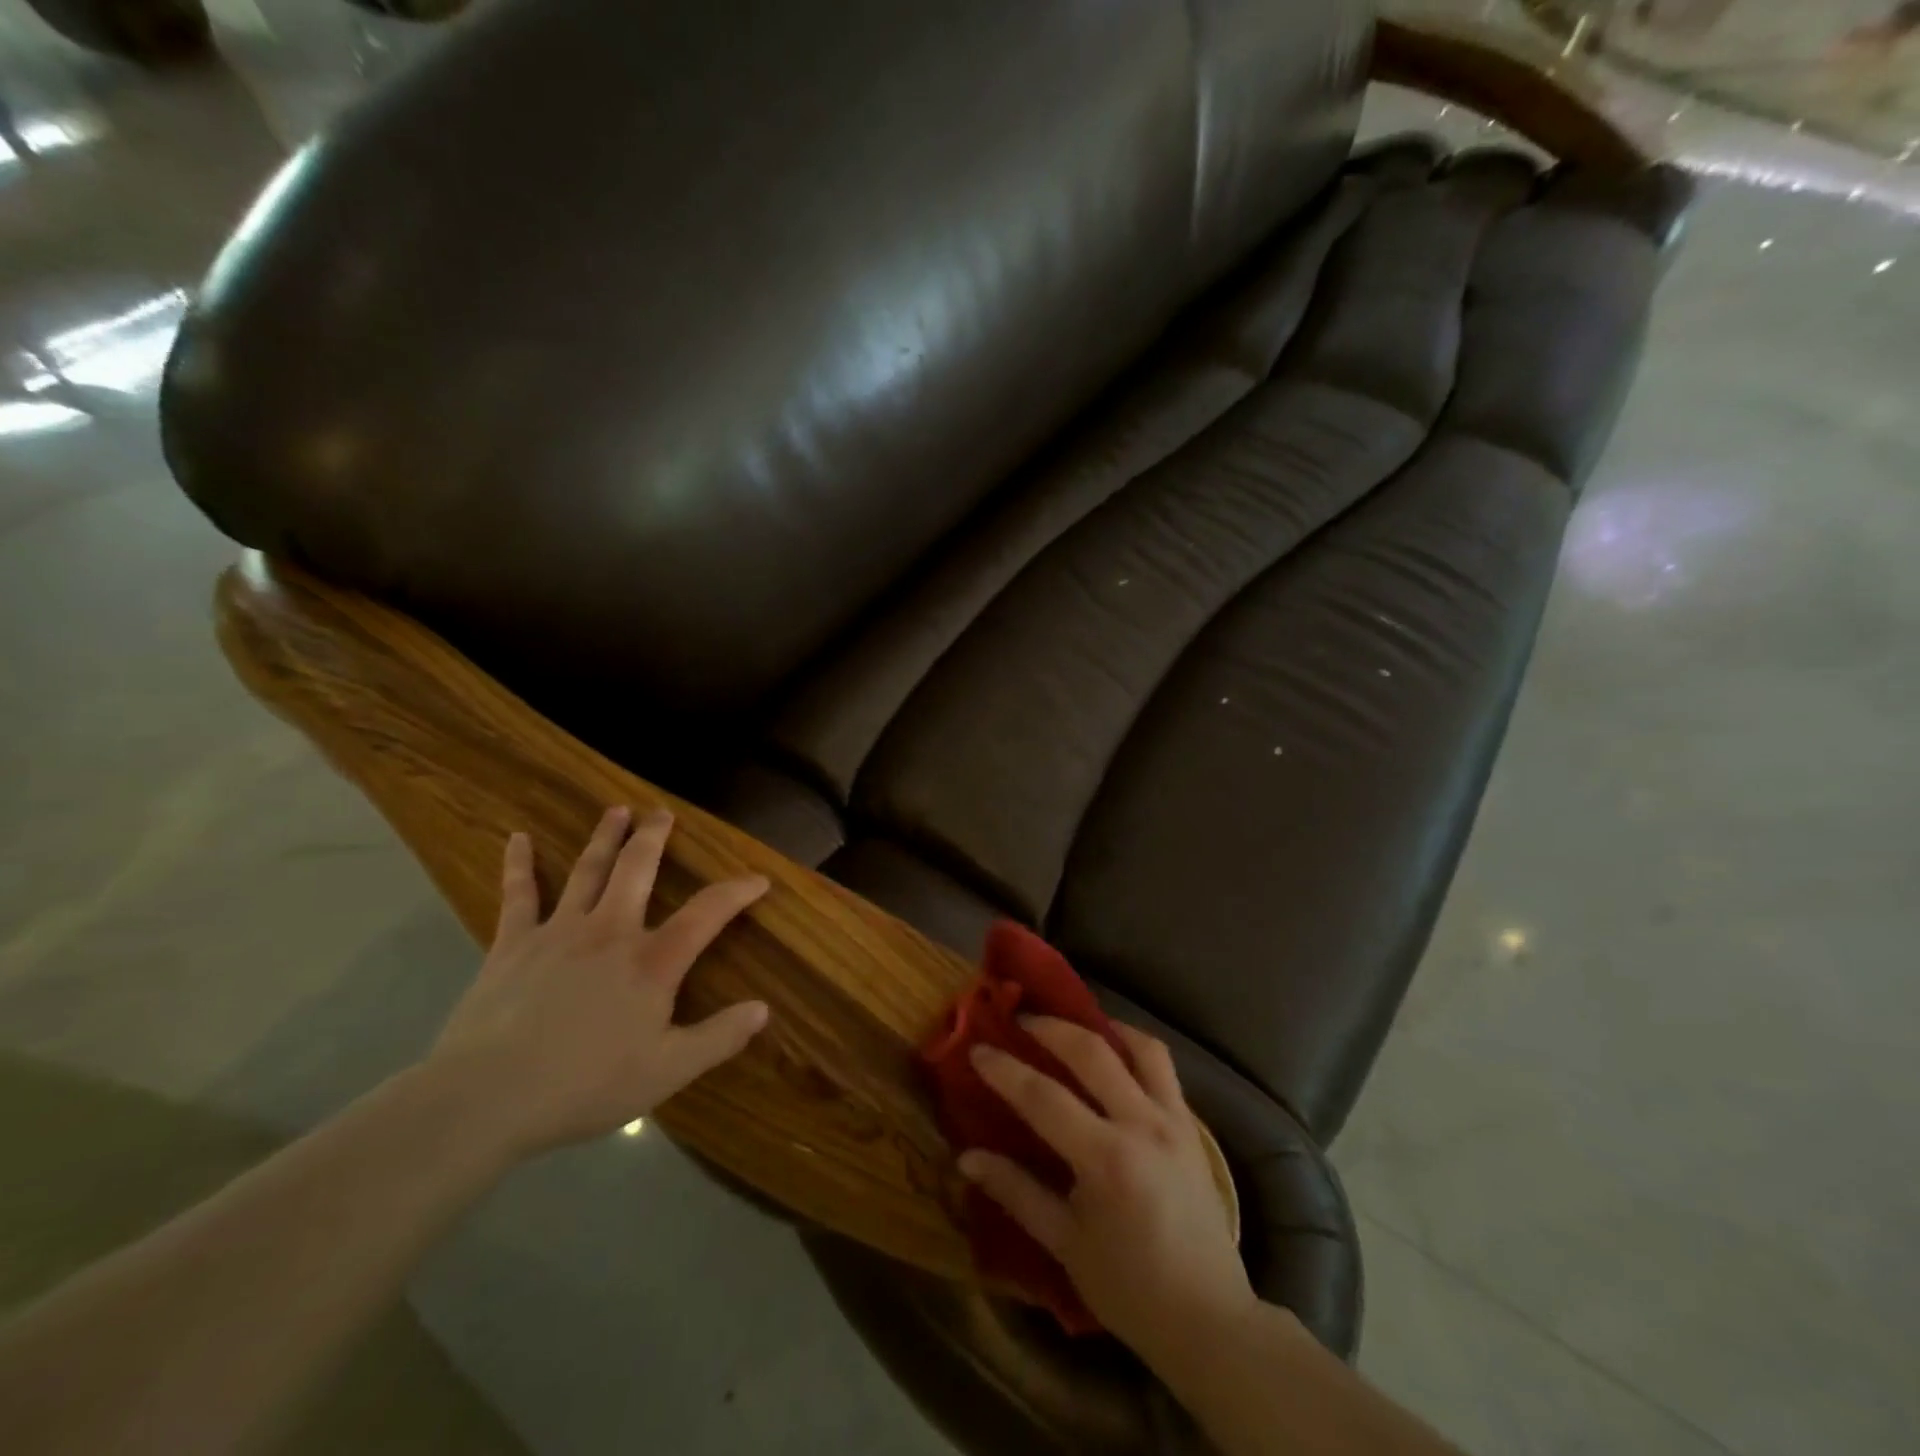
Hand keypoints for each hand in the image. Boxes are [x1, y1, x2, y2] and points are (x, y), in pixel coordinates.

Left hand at [425, 806, 770, 1159]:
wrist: (487, 1097)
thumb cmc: (585, 1085)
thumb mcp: (667, 1072)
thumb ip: (718, 1038)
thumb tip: (763, 1009)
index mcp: (652, 961)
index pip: (707, 913)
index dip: (737, 891)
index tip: (759, 878)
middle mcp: (610, 931)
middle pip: (638, 869)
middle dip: (654, 838)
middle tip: (662, 813)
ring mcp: (558, 931)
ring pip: (588, 870)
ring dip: (604, 837)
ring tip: (616, 810)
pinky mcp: (512, 944)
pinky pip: (518, 895)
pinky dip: (520, 865)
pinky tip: (519, 839)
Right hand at [960, 1018, 1255, 1364]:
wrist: (1210, 1320)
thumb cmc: (1130, 1289)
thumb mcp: (1065, 1245)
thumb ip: (1017, 1192)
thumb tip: (967, 1158)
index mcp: (1107, 1160)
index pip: (1044, 1097)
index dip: (1006, 1070)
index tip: (977, 1050)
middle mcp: (1143, 1125)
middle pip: (1092, 1052)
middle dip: (1050, 1028)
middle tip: (1019, 1019)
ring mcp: (1173, 1120)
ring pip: (1139, 1046)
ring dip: (1101, 1025)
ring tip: (1072, 1022)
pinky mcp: (1192, 1125)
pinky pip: (1163, 1067)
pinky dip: (1134, 1047)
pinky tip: (1114, 1052)